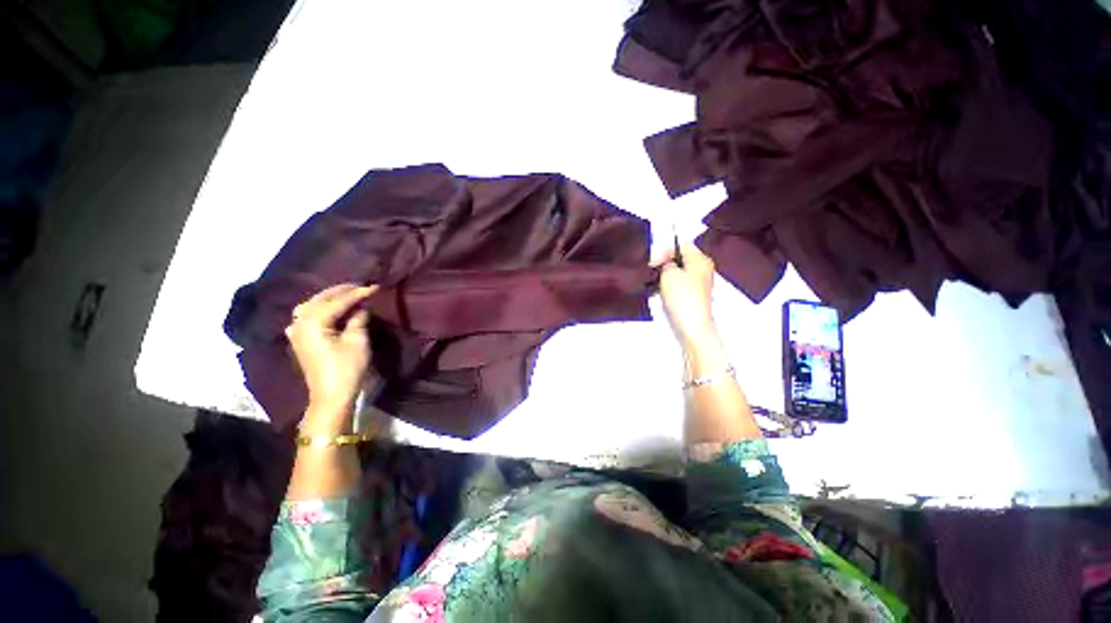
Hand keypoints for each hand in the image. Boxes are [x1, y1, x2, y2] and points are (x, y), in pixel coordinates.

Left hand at [285, 283, 378, 416]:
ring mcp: (296, 331)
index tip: (375, 286)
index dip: (358, 293)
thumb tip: (362, 307)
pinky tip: (331, 308)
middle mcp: (299, 322)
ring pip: (312, 305)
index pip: (338, 301)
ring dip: (331, 298)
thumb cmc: (346, 368)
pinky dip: (321, 308)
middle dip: (343, 292)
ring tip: (349, 295)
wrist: (331, 395)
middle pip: (321, 299)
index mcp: (312, 322)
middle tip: (363, 287)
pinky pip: (308, 315)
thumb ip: (358, 319)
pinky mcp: (300, 338)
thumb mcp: (357, 341)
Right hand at [652, 244, 718, 350]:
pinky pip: (678, 283)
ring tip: (652, 281)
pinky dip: (668, 285)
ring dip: (664, 275)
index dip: (665, 250)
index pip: (681, 245)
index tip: (652, 262)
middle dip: (664, 263)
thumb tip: (666, 262)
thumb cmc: (681, 295)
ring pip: (678, 272)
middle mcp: (703, 268)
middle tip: (650, 271)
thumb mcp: (669, 273)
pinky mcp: (693, 295)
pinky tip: (658, 291)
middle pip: (680, 259)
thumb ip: (666, 262)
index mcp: (701, 259)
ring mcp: (699, 283)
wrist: (691, 324)